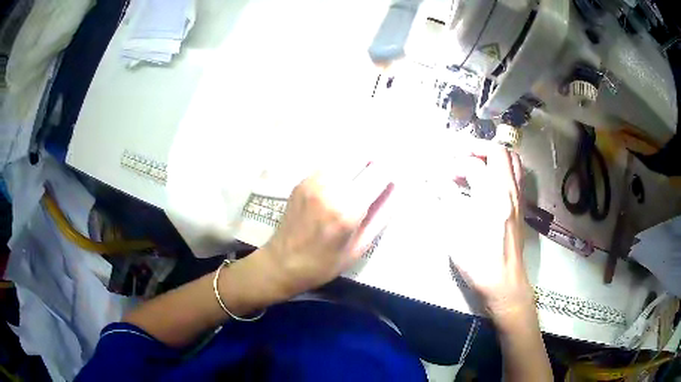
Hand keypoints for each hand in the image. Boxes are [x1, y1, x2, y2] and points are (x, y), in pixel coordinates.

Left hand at [259, 164, 393, 297]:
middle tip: (378, 179)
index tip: (393, 180)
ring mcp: (313, 182)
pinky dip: (341, 169)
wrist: (282, 263)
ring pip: (345, 158)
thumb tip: (395, 190)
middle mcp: (330, 188)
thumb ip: (381, 216)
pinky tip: (342, 184)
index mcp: (347, 209)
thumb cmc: (324, 264)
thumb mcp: (359, 248)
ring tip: (361, 181)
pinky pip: (329, 165)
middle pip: (362, 158)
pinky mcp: (302, 181)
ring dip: (358, 164)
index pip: (378, 174)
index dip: (390, 173)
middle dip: (375, 165)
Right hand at [449, 143, 534, 323]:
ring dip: (492, 155)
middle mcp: (509, 190)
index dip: (452, 165)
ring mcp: (518, 196)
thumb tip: (433, 178)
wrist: (504, 282)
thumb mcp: (455, 231)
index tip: (438, 173)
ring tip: (474, 163)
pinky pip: (515, 174)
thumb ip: (446, 198)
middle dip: (475, 148)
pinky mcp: (520, 205)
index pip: (473, 165)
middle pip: (498, 152)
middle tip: (457, 155)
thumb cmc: (478, 259)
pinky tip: (488, 180)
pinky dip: (501, 167)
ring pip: (511, 160)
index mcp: (493, 195)